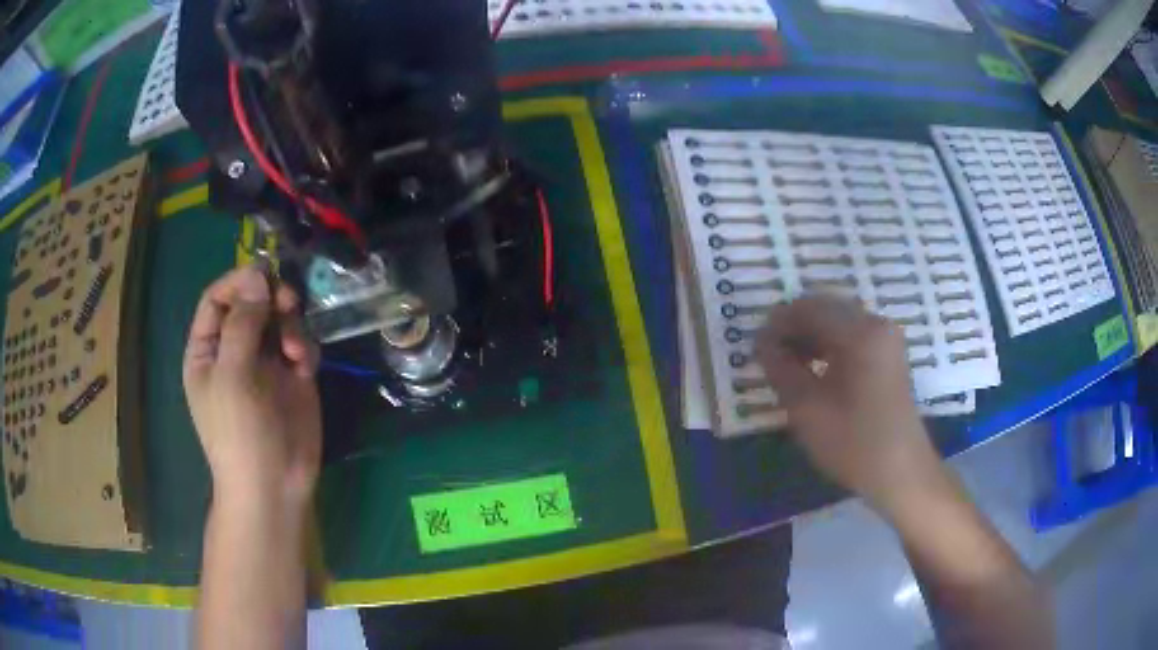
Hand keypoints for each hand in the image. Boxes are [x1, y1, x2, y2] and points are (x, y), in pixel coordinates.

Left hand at [183, 266, 321, 508]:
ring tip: (295, 349)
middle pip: (252, 303)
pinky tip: (304, 364)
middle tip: (287, 303)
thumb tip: (257, 275)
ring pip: (278, 319)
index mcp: (208, 349)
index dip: (238, 282)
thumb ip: (242, 322)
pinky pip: (299, 342)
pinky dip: (303, 345)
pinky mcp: (293, 376)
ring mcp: (265, 363)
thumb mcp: (232, 375)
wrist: (274, 485)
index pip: (218, 299)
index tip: (264, 276)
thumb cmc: (239, 432)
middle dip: (270, 299)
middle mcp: (235, 350)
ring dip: (290, 323)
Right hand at [755, 294, 944, 512]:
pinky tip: (814, 370)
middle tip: (769, 357)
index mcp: (860, 332)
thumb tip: (762, 344)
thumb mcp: (807, 409)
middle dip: (793, 328)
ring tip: (787, 366)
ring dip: (810, 337)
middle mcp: (876, 323)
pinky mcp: (889, 354)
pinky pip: (852, 336)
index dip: (777, 324)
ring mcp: (886, 338)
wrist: (901, 473)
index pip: (808, 309)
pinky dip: (829, 346)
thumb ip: (781, 369)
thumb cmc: (854, 443)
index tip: (755, 347)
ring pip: (838, 321)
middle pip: (825, 309)